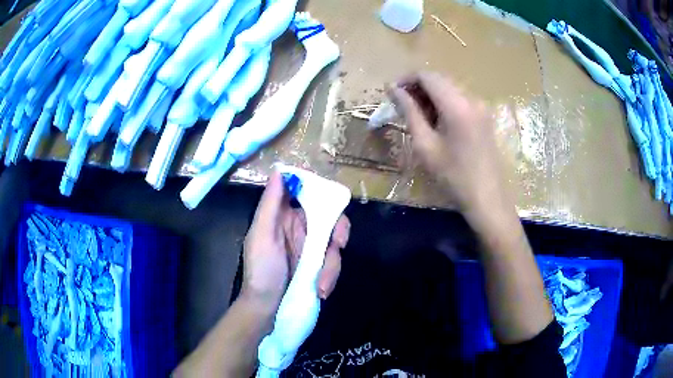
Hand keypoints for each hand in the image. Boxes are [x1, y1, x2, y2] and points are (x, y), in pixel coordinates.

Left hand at [240, 170, 350, 315]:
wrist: (266, 307)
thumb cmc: (260, 270)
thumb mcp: (261, 235)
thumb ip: (270, 204)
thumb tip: (278, 171)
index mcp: (284, 216)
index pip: (307, 194)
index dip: (323, 193)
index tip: (334, 203)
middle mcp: (301, 228)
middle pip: (330, 217)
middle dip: (338, 231)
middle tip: (338, 244)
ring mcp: (311, 247)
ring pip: (335, 243)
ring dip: (332, 265)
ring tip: (321, 285)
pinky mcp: (319, 265)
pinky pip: (333, 263)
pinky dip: (330, 276)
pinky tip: (321, 290)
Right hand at [389, 72, 512, 221]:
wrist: (487, 198)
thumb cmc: (453, 177)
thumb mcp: (425, 145)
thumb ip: (409, 112)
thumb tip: (392, 89)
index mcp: (457, 105)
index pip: (427, 76)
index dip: (406, 79)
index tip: (392, 93)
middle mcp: (472, 99)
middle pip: (439, 79)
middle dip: (418, 88)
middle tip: (403, 107)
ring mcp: (481, 106)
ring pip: (449, 88)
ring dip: (431, 96)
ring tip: (418, 118)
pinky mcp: (484, 115)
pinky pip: (460, 99)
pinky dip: (444, 103)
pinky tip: (437, 123)